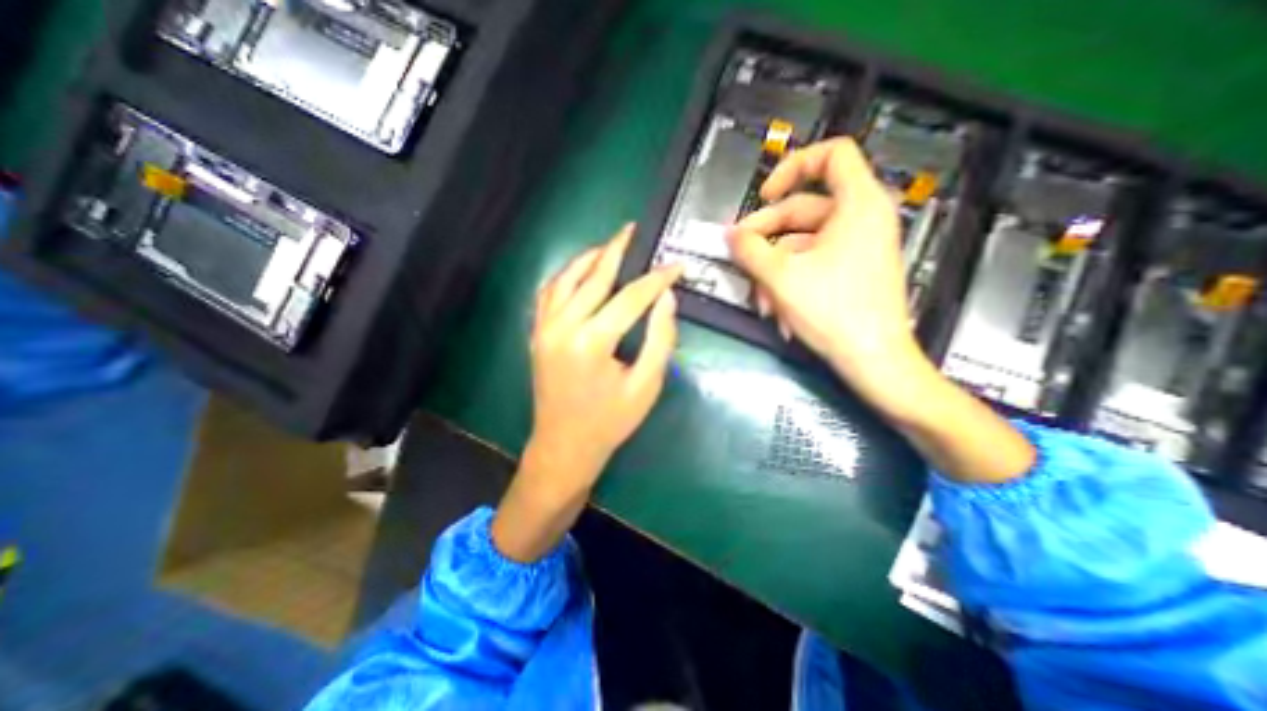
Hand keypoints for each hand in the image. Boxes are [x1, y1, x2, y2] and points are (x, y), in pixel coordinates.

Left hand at [492, 224, 682, 560]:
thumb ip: (660, 339)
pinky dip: (566, 276)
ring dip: (589, 258)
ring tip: (610, 245)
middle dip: (617, 250)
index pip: (630, 297)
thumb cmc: (609, 422)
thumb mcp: (646, 386)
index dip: (657, 279)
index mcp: (591, 342)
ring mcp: (544, 328)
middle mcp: (562, 326)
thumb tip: (666, 300)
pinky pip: (549, 292)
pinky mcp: (537, 334)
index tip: (676, 266)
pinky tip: (581, 271)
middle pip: (594, 276)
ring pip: (566, 278)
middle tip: (634, 230)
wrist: (563, 446)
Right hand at [728, 138, 1033, 483]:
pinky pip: (812, 264)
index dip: (792, 167)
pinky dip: (791, 282)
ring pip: (802, 245)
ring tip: (760, 301)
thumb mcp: (780, 277)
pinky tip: (777, 311)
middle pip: (802, 210)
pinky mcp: (851, 271)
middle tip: (739, 258)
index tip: (764, 196)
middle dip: (766, 238)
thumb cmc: (834, 312)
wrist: (873, 361)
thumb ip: (749, 250)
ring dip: (774, 271)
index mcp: (857, 204)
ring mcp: (857, 247)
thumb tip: (730, 235)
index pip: (831, 155)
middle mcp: (861, 219)